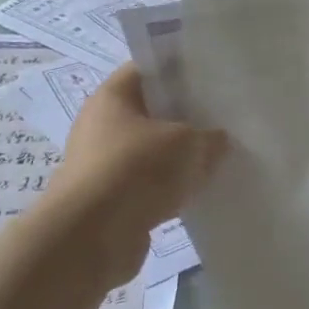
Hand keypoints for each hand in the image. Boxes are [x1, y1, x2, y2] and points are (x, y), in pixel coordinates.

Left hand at [42, 65, 227, 280]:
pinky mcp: (107, 202)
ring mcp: (101, 166)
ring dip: (176, 159)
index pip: (148, 69)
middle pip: (149, 112)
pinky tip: (196, 194)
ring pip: (149, 152)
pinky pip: (145, 186)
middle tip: (220, 120)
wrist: (88, 239)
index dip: (179, 70)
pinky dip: (166, 190)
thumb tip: (218, 140)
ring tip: (214, 159)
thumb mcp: (188, 144)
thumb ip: (209, 138)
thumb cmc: (136, 170)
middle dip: (183, 118)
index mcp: (113, 96)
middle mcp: (100, 125)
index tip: (211, 79)